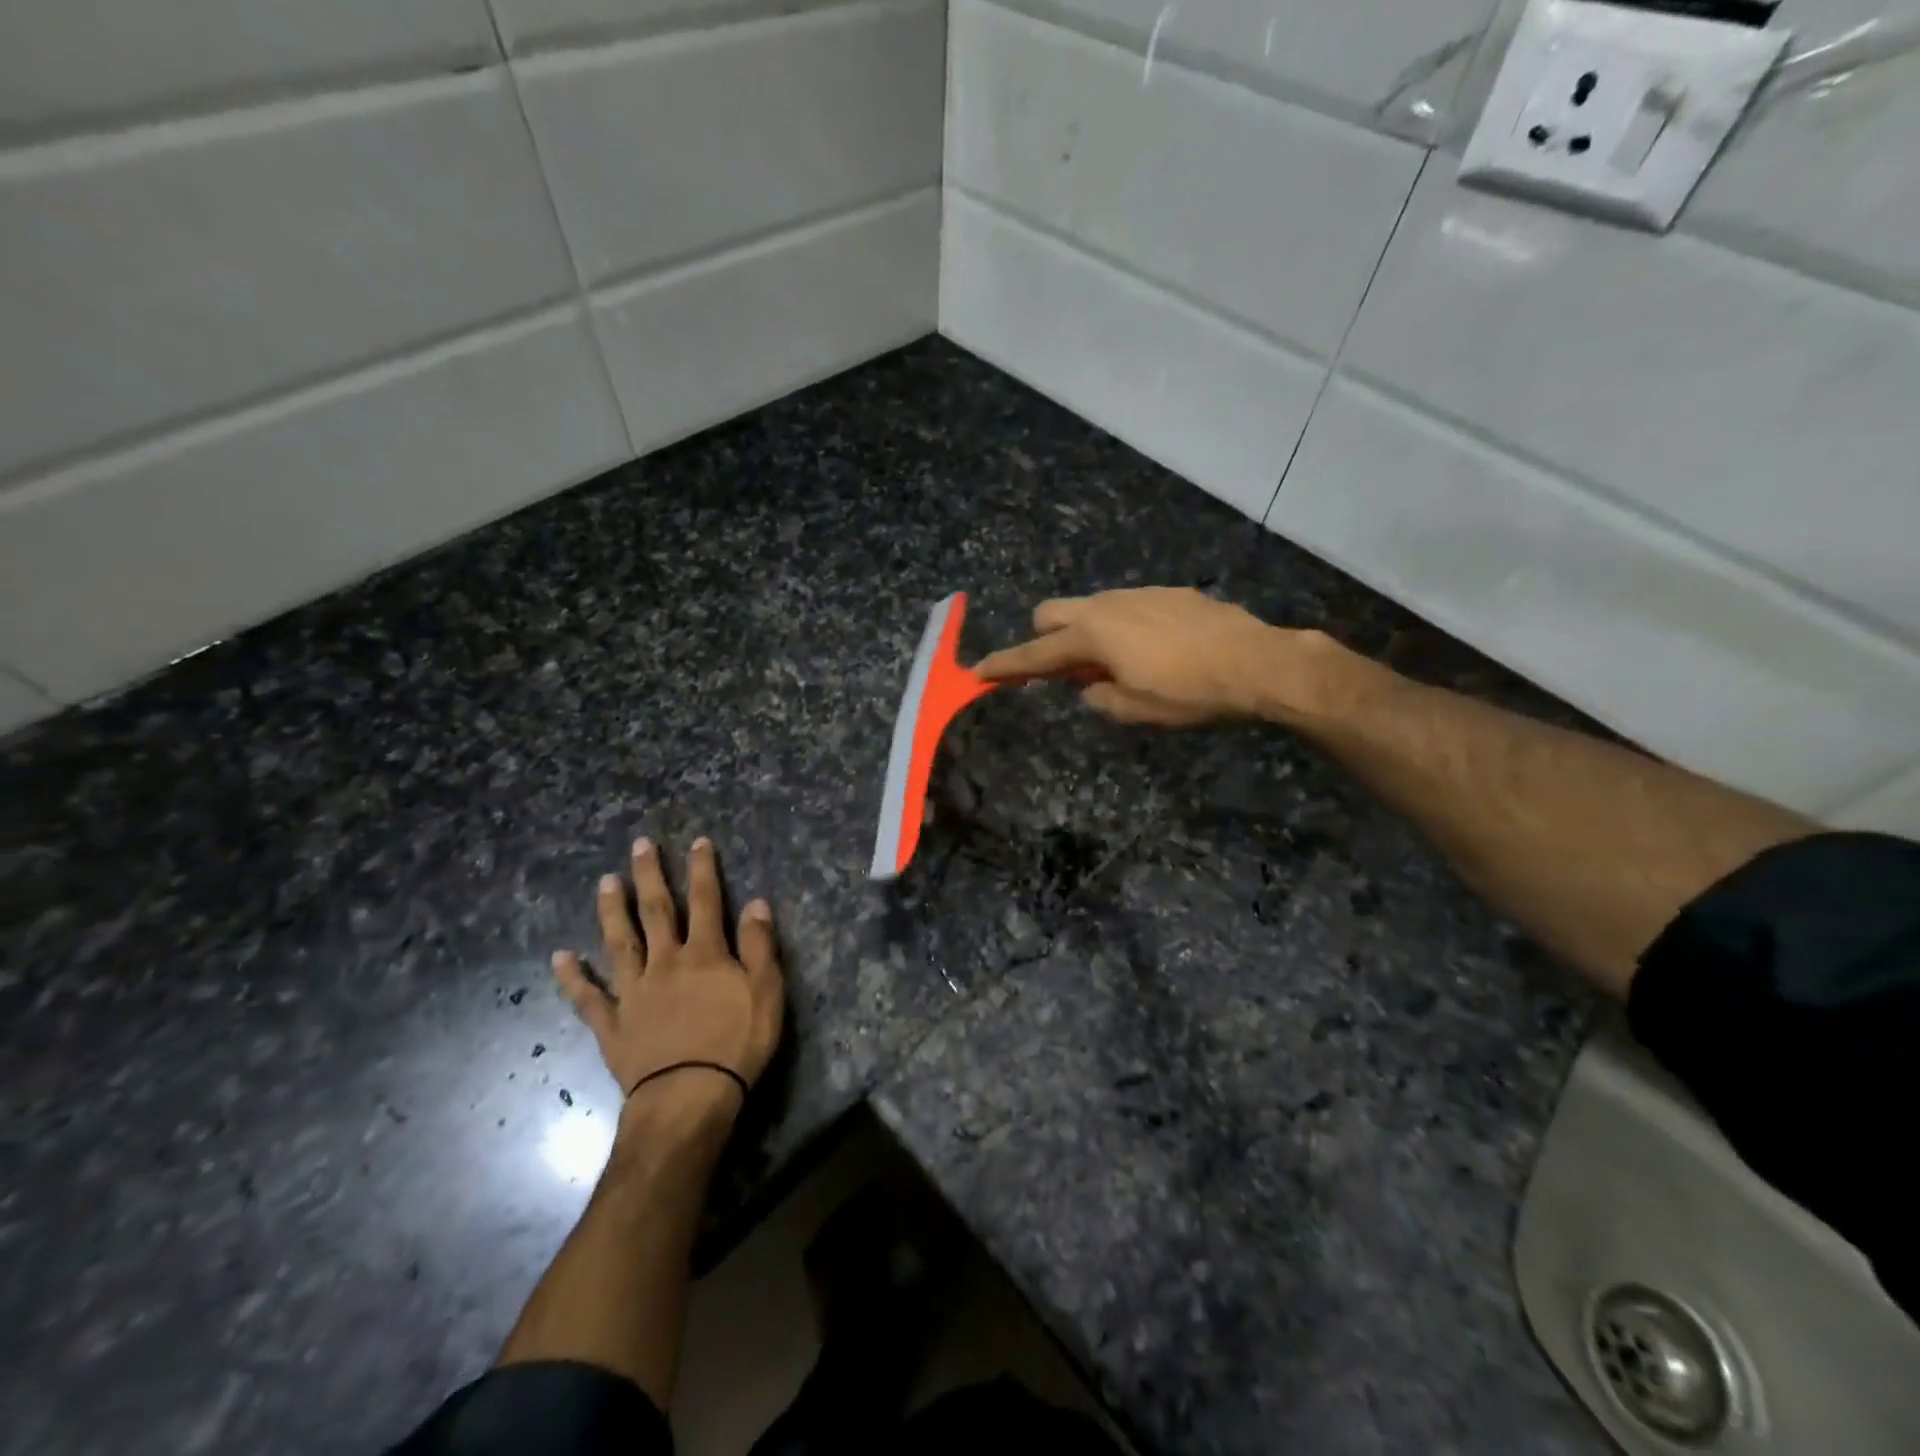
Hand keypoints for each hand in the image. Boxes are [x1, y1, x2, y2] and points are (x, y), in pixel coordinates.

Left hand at [552, 836, 784, 1113]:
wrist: (688, 1097)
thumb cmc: (736, 1044)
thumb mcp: (766, 992)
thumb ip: (759, 945)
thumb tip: (756, 902)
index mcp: (704, 954)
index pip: (706, 901)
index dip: (703, 869)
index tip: (698, 841)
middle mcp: (665, 962)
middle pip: (656, 911)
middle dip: (650, 876)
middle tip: (640, 845)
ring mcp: (634, 992)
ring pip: (619, 942)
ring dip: (612, 910)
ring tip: (605, 882)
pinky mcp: (613, 1024)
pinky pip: (588, 997)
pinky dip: (573, 977)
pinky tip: (560, 957)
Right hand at [975, 588, 1305, 725]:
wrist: (1256, 661)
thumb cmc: (1189, 692)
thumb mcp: (1135, 710)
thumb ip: (1097, 698)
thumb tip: (1088, 688)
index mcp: (1092, 635)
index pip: (1035, 654)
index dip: (1004, 666)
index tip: (977, 672)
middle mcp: (1107, 605)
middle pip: (1052, 613)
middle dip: (1044, 638)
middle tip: (1066, 671)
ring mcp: (1138, 594)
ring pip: (1091, 607)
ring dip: (1085, 633)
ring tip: (1116, 665)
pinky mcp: (1167, 592)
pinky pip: (1126, 606)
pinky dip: (1120, 627)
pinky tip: (1153, 650)